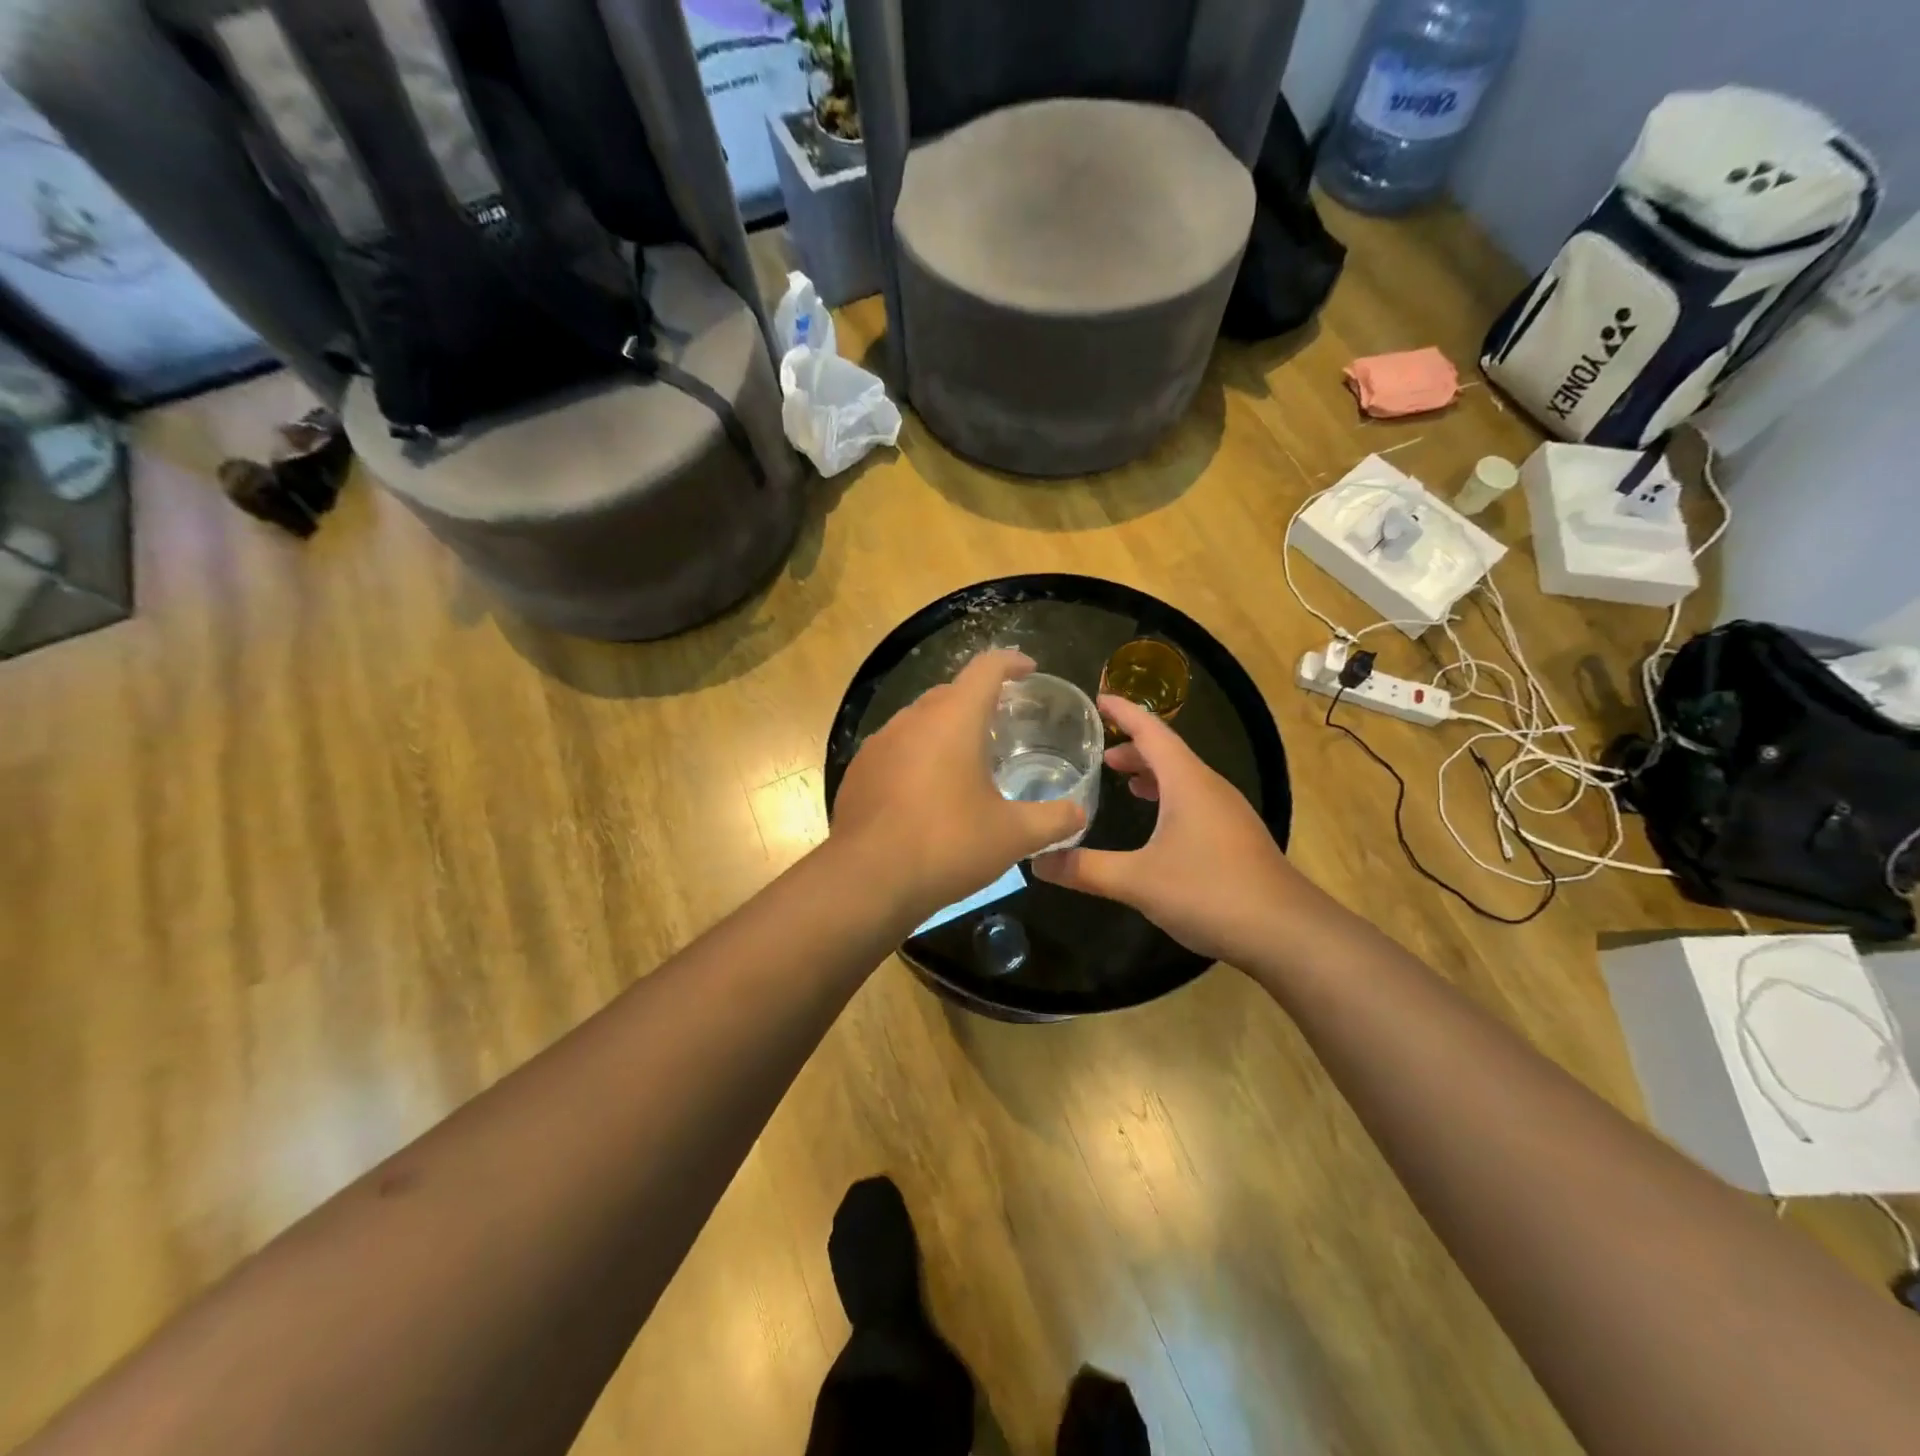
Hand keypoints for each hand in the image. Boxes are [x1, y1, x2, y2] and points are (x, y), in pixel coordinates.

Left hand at [831, 650, 1086, 925]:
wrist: (867, 881)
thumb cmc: (948, 844)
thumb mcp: (1012, 836)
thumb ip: (1053, 820)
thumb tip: (1079, 814)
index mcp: (954, 719)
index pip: (986, 668)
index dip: (1011, 663)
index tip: (1028, 670)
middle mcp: (912, 719)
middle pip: (950, 692)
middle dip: (977, 700)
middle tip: (1001, 723)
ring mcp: (878, 744)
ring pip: (918, 721)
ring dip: (944, 730)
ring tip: (965, 760)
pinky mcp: (858, 771)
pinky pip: (895, 749)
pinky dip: (916, 756)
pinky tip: (925, 792)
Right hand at [1032, 695, 1328, 964]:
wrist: (1286, 932)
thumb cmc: (1210, 892)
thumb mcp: (1138, 881)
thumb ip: (1085, 869)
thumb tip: (1036, 861)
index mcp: (1187, 782)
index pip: (1151, 731)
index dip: (1123, 712)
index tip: (1097, 698)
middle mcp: (1210, 788)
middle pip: (1168, 753)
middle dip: (1133, 748)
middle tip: (1099, 755)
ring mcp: (1228, 813)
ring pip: (1184, 778)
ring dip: (1152, 774)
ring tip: (1123, 782)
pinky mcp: (1236, 838)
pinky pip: (1195, 801)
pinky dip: (1169, 798)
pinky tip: (1158, 826)